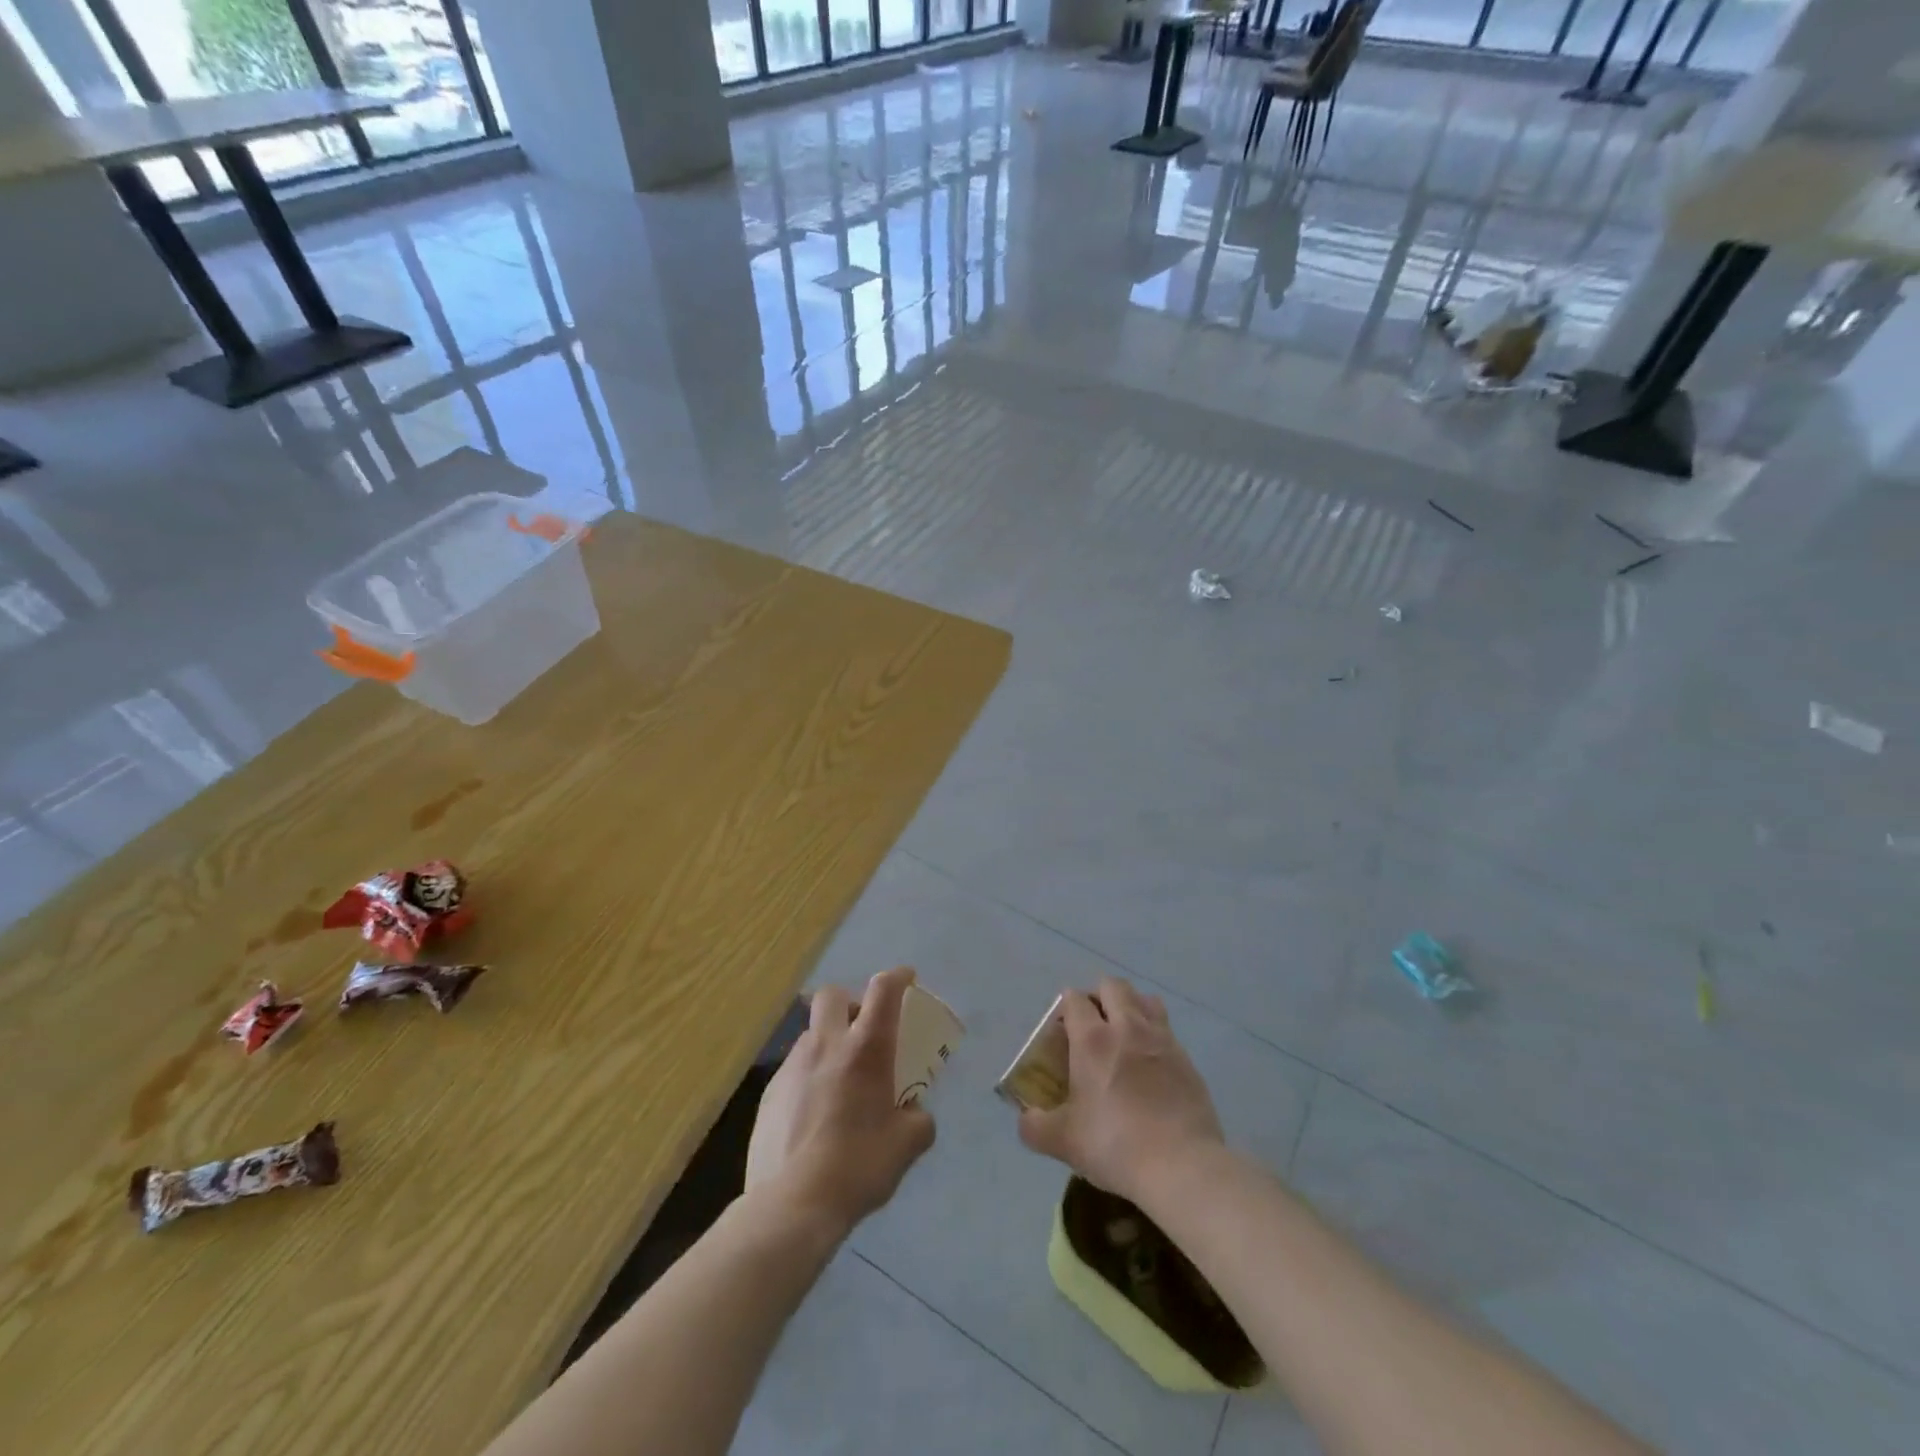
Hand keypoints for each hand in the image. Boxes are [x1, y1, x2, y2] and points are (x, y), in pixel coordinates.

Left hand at [746, 967, 935, 1238]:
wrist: (793, 1204)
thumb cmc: (859, 1166)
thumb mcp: (908, 1145)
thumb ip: (918, 1119)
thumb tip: (913, 1112)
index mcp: (865, 1049)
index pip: (883, 990)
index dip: (897, 977)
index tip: (906, 979)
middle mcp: (826, 1045)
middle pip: (833, 995)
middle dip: (850, 1001)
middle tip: (864, 1029)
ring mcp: (792, 1067)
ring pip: (811, 1033)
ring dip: (829, 1042)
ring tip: (840, 1079)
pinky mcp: (769, 1093)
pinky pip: (795, 1068)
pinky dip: (810, 1076)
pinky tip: (815, 1113)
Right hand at [1017, 976, 1224, 1204]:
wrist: (1182, 1167)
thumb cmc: (1115, 1146)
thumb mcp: (1063, 1142)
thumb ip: (1035, 1126)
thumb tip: (1026, 1118)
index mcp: (1092, 1039)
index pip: (1074, 999)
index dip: (1065, 1008)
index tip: (1061, 1031)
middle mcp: (1127, 1028)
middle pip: (1112, 986)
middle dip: (1098, 996)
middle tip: (1091, 1026)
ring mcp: (1162, 1040)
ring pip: (1145, 999)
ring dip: (1131, 1006)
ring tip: (1124, 1035)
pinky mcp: (1187, 1059)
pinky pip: (1166, 1029)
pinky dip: (1154, 1035)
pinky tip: (1150, 1065)